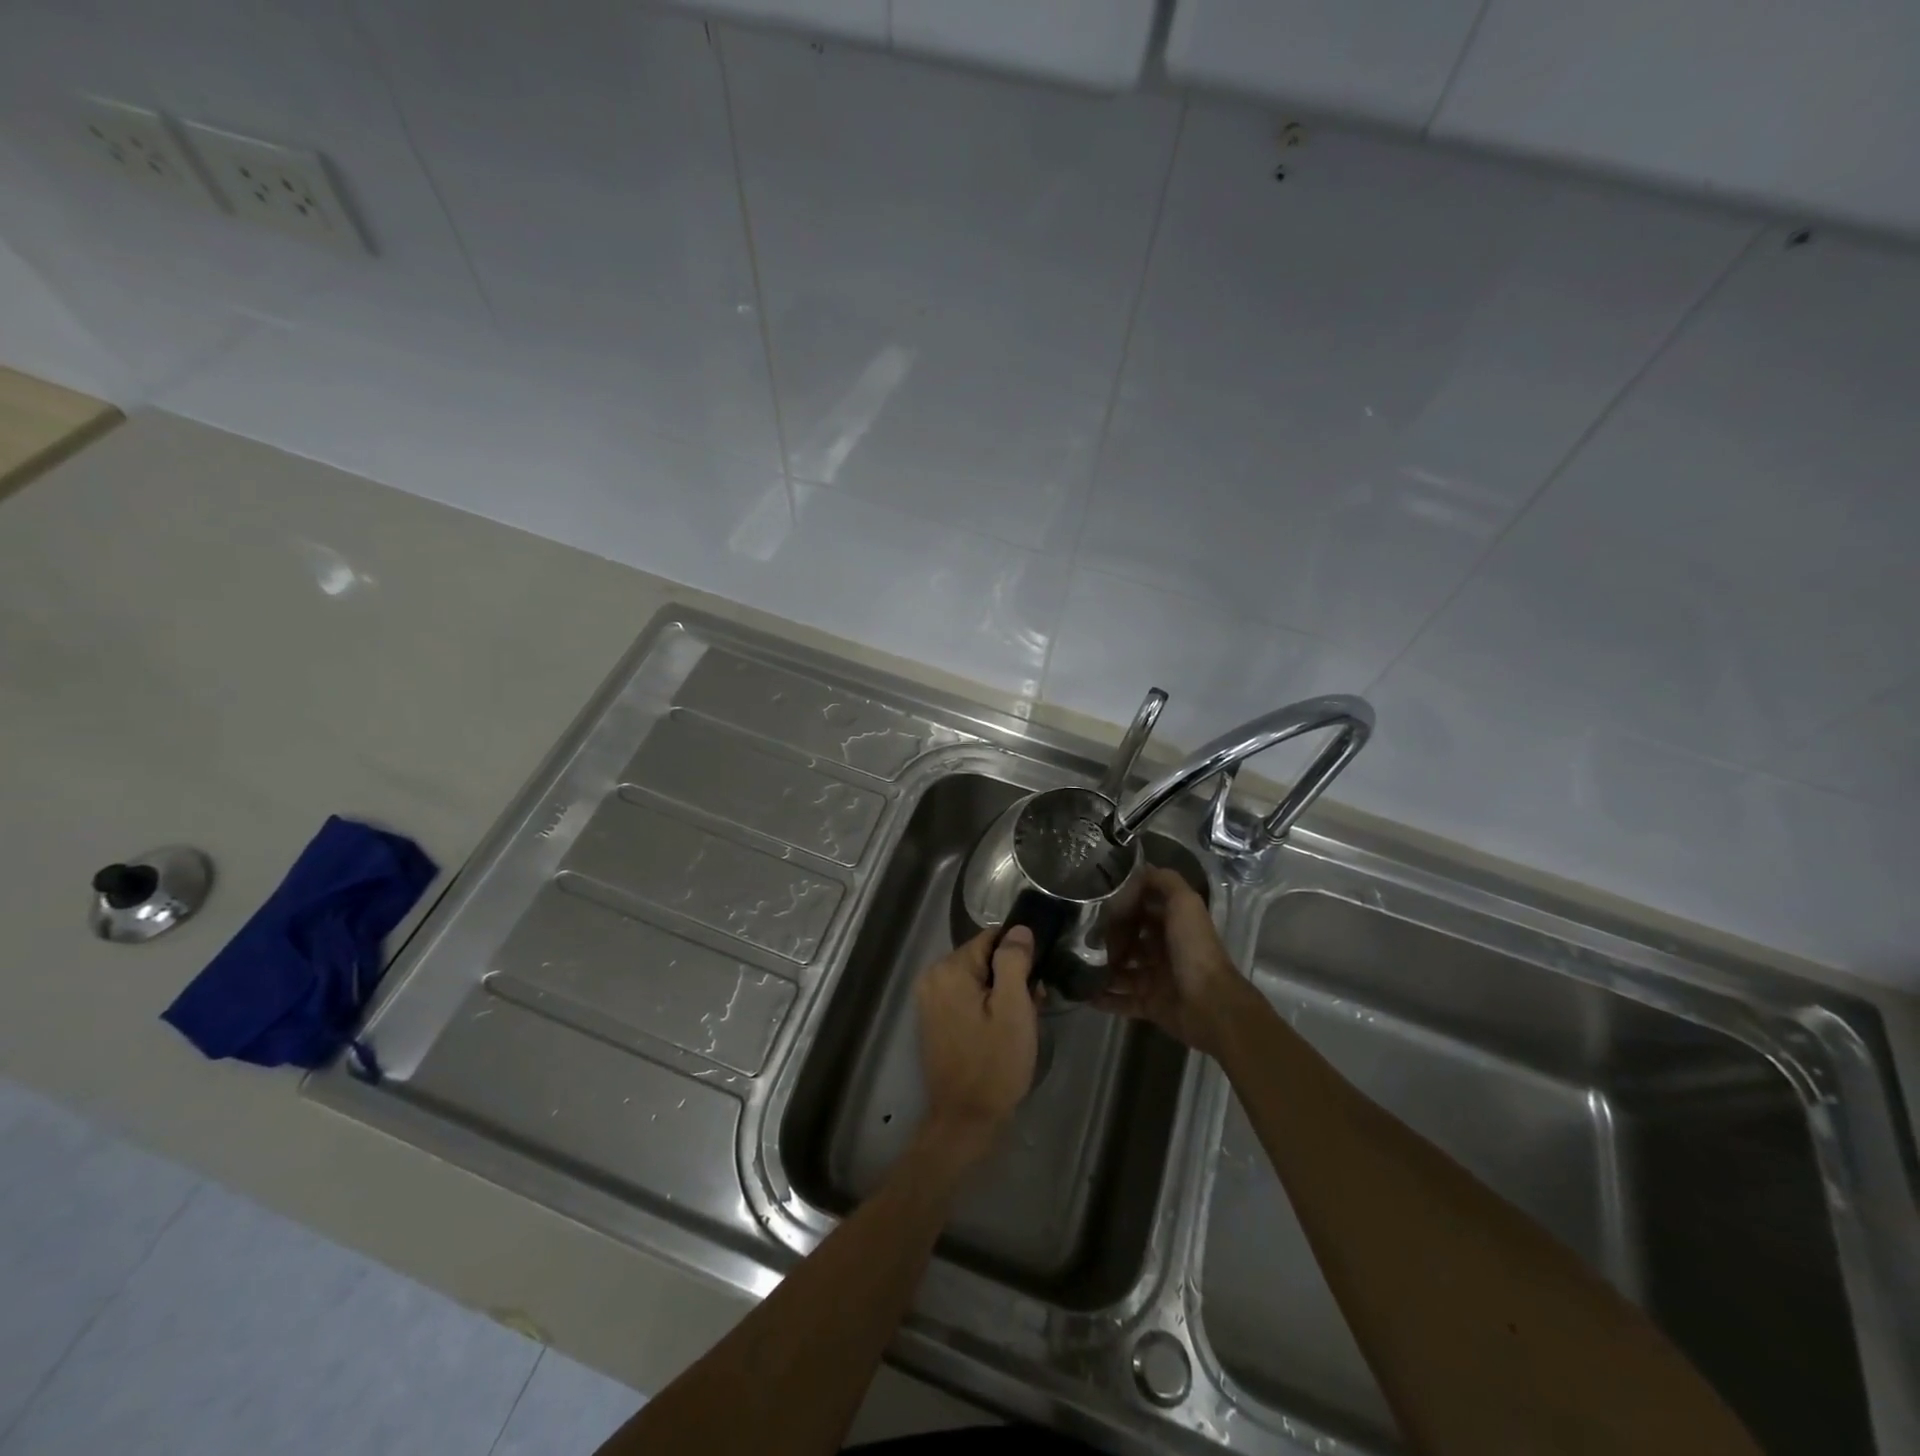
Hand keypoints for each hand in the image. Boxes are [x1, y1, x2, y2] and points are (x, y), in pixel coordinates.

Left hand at [916, 927, 1040, 1158]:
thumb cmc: (994, 1062)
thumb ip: (1014, 962)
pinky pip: (966, 998)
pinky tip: (1001, 1031)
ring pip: (977, 979)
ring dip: (1000, 994)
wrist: (965, 1119)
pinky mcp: (934, 1019)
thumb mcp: (1013, 1009)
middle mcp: (933, 976)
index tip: (1036, 981)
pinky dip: (985, 1007)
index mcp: (950, 968)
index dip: (1019, 955)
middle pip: (983, 958)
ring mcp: (930, 999)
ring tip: (1020, 1022)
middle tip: (1032, 1007)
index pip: (992, 938)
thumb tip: (1019, 929)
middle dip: (1010, 976)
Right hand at [1097, 866, 1247, 1056]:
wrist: (1208, 1003)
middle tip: (1082, 935)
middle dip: (1109, 937)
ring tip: (1075, 962)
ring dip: (1102, 966)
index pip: (1144, 909)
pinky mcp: (1150, 1005)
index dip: (1124, 905)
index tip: (1097, 903)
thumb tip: (1140, 869)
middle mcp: (1165, 950)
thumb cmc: (1193, 948)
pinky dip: (1103, 998)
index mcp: (1174, 925)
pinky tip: (1082, 993)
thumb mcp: (1184, 902)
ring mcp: (1156, 978)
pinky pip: (1122, 1000)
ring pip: (1123, 970)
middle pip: (1131, 939)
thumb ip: (1164, 881)